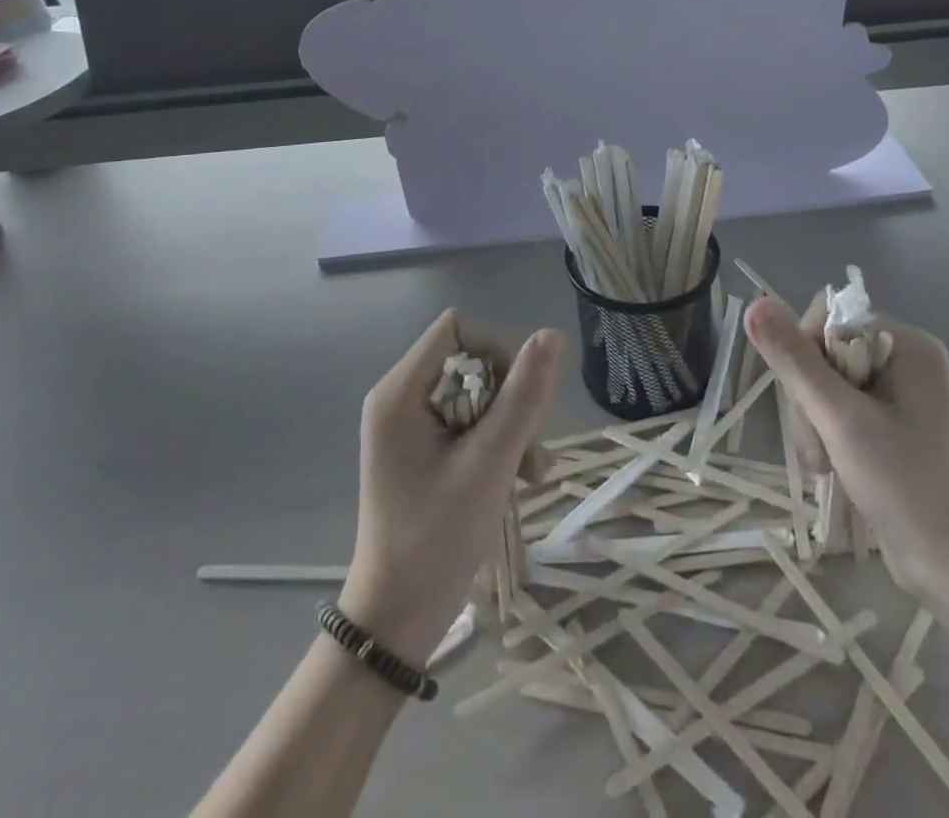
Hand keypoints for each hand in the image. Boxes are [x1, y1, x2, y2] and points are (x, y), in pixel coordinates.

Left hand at [339, 311, 565, 667]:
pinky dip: (495, 444)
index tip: (518, 396)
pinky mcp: (419, 451)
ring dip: (509, 427)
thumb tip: (552, 335)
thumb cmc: (437, 539)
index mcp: (400, 392)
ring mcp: (407, 426)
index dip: (496, 350)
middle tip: (529, 452)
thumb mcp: (490, 463)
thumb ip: (523, 396)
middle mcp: (398, 398)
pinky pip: (467, 423)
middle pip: (469, 362)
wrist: (397, 620)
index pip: (457, 329)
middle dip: (508, 400)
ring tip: (531, 475)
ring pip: (475, 394)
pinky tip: (516, 480)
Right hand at [744, 295, 948, 606]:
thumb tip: (755, 304)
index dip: (804, 354)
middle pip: (825, 352)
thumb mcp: (841, 419)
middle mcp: (906, 359)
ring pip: (826, 383)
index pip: (829, 319)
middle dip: (809, 398)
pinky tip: (831, 466)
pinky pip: (841, 409)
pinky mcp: (894, 425)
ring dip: (814, 422)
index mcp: (907, 344)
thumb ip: (795, 360)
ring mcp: (901, 394)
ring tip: (824, 464)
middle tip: (819, 446)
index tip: (809, 404)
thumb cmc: (905, 486)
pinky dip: (828, 435)